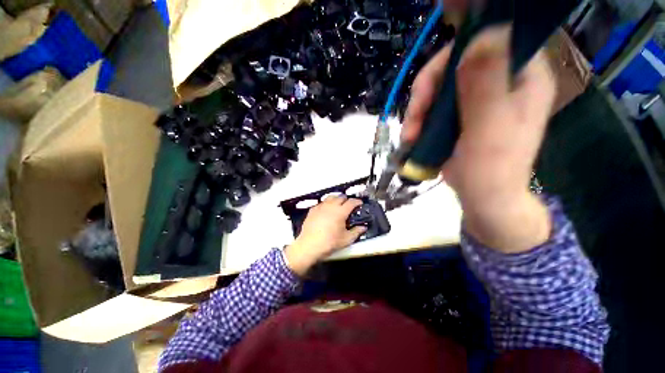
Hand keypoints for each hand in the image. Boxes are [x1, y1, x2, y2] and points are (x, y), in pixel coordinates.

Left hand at [285, 197, 366, 274]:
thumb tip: (363, 227)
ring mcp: (320, 206)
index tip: (360, 203)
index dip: (357, 201)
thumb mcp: (346, 239)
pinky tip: (326, 211)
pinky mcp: (313, 209)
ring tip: (337, 206)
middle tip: (348, 206)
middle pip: (341, 197)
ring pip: (330, 197)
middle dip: (346, 200)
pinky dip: (326, 204)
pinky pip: (322, 203)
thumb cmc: (329, 242)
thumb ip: (356, 232)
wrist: (309, 245)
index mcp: (341, 212)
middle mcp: (331, 206)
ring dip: (336, 199)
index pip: (351, 202)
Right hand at [402, 25, 555, 252]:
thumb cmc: (490, 167)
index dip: (461, 43)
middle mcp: (501, 79)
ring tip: (410, 136)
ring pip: (438, 86)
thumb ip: (486, 83)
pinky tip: (413, 136)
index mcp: (522, 75)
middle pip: (455, 64)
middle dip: (426, 91)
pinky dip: (419, 119)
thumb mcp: (490, 127)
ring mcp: (477, 97)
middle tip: (413, 120)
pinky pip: (434, 104)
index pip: (491, 37)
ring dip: (418, 110)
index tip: (433, 66)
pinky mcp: (460, 113)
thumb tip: (484, 34)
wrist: (483, 196)